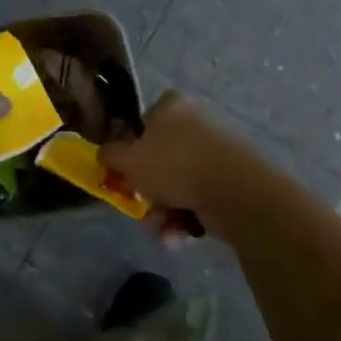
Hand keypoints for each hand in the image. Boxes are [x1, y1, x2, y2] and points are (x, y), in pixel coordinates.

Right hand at [100, 90, 253, 217]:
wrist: (235, 191)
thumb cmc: (174, 165)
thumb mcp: (128, 160)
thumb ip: (109, 155)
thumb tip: (104, 154)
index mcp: (172, 105)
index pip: (143, 121)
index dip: (130, 148)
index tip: (125, 173)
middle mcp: (195, 121)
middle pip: (160, 158)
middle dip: (148, 190)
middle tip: (141, 207)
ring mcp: (216, 150)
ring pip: (178, 182)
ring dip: (165, 209)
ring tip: (163, 229)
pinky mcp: (231, 178)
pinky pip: (199, 195)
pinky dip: (187, 215)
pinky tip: (182, 234)